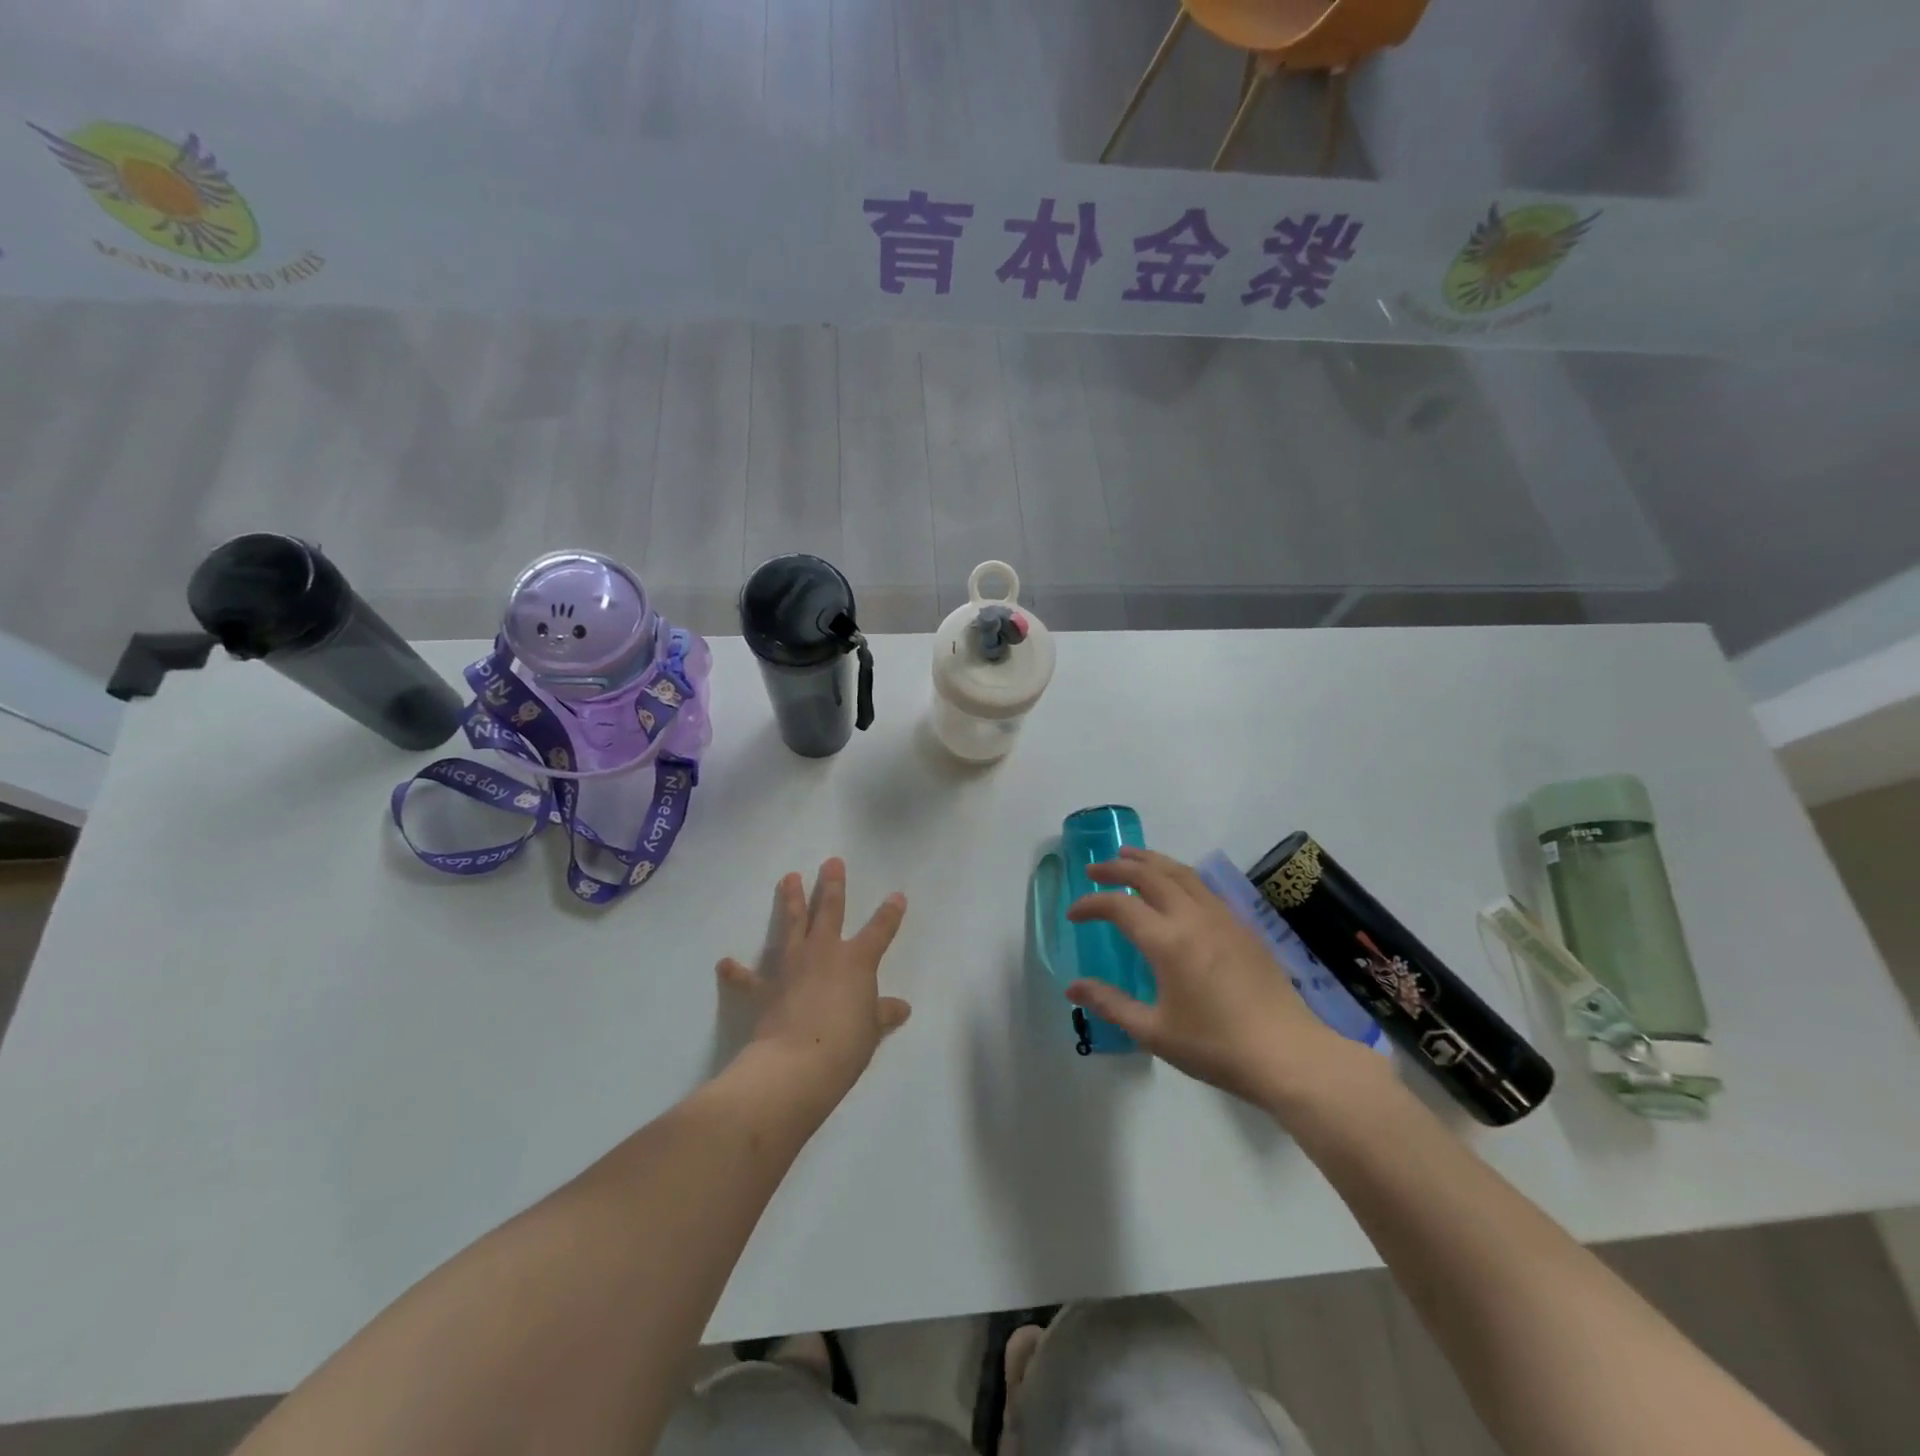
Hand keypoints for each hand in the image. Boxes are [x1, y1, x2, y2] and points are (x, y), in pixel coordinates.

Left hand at [717, 859, 910, 1114]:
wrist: (796, 1063)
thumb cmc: (844, 1045)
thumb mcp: (871, 1030)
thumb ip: (882, 1014)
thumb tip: (901, 1007)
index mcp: (857, 961)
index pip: (880, 931)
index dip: (890, 913)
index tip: (896, 896)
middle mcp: (824, 952)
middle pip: (830, 910)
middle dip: (832, 885)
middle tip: (831, 862)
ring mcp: (792, 966)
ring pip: (791, 924)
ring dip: (790, 900)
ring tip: (788, 877)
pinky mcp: (765, 987)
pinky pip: (748, 978)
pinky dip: (736, 971)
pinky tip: (724, 963)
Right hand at [1066, 848, 1368, 1111]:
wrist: (1287, 1054)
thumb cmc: (1215, 1047)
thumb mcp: (1154, 1032)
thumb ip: (1111, 1004)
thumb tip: (1073, 987)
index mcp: (1168, 942)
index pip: (1120, 906)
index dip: (1091, 904)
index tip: (1074, 914)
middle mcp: (1193, 918)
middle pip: (1150, 875)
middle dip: (1118, 867)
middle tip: (1095, 869)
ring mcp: (1222, 917)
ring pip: (1181, 872)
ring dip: (1150, 861)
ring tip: (1130, 856)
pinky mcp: (1243, 926)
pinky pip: (1203, 886)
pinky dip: (1178, 875)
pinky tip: (1175, 885)